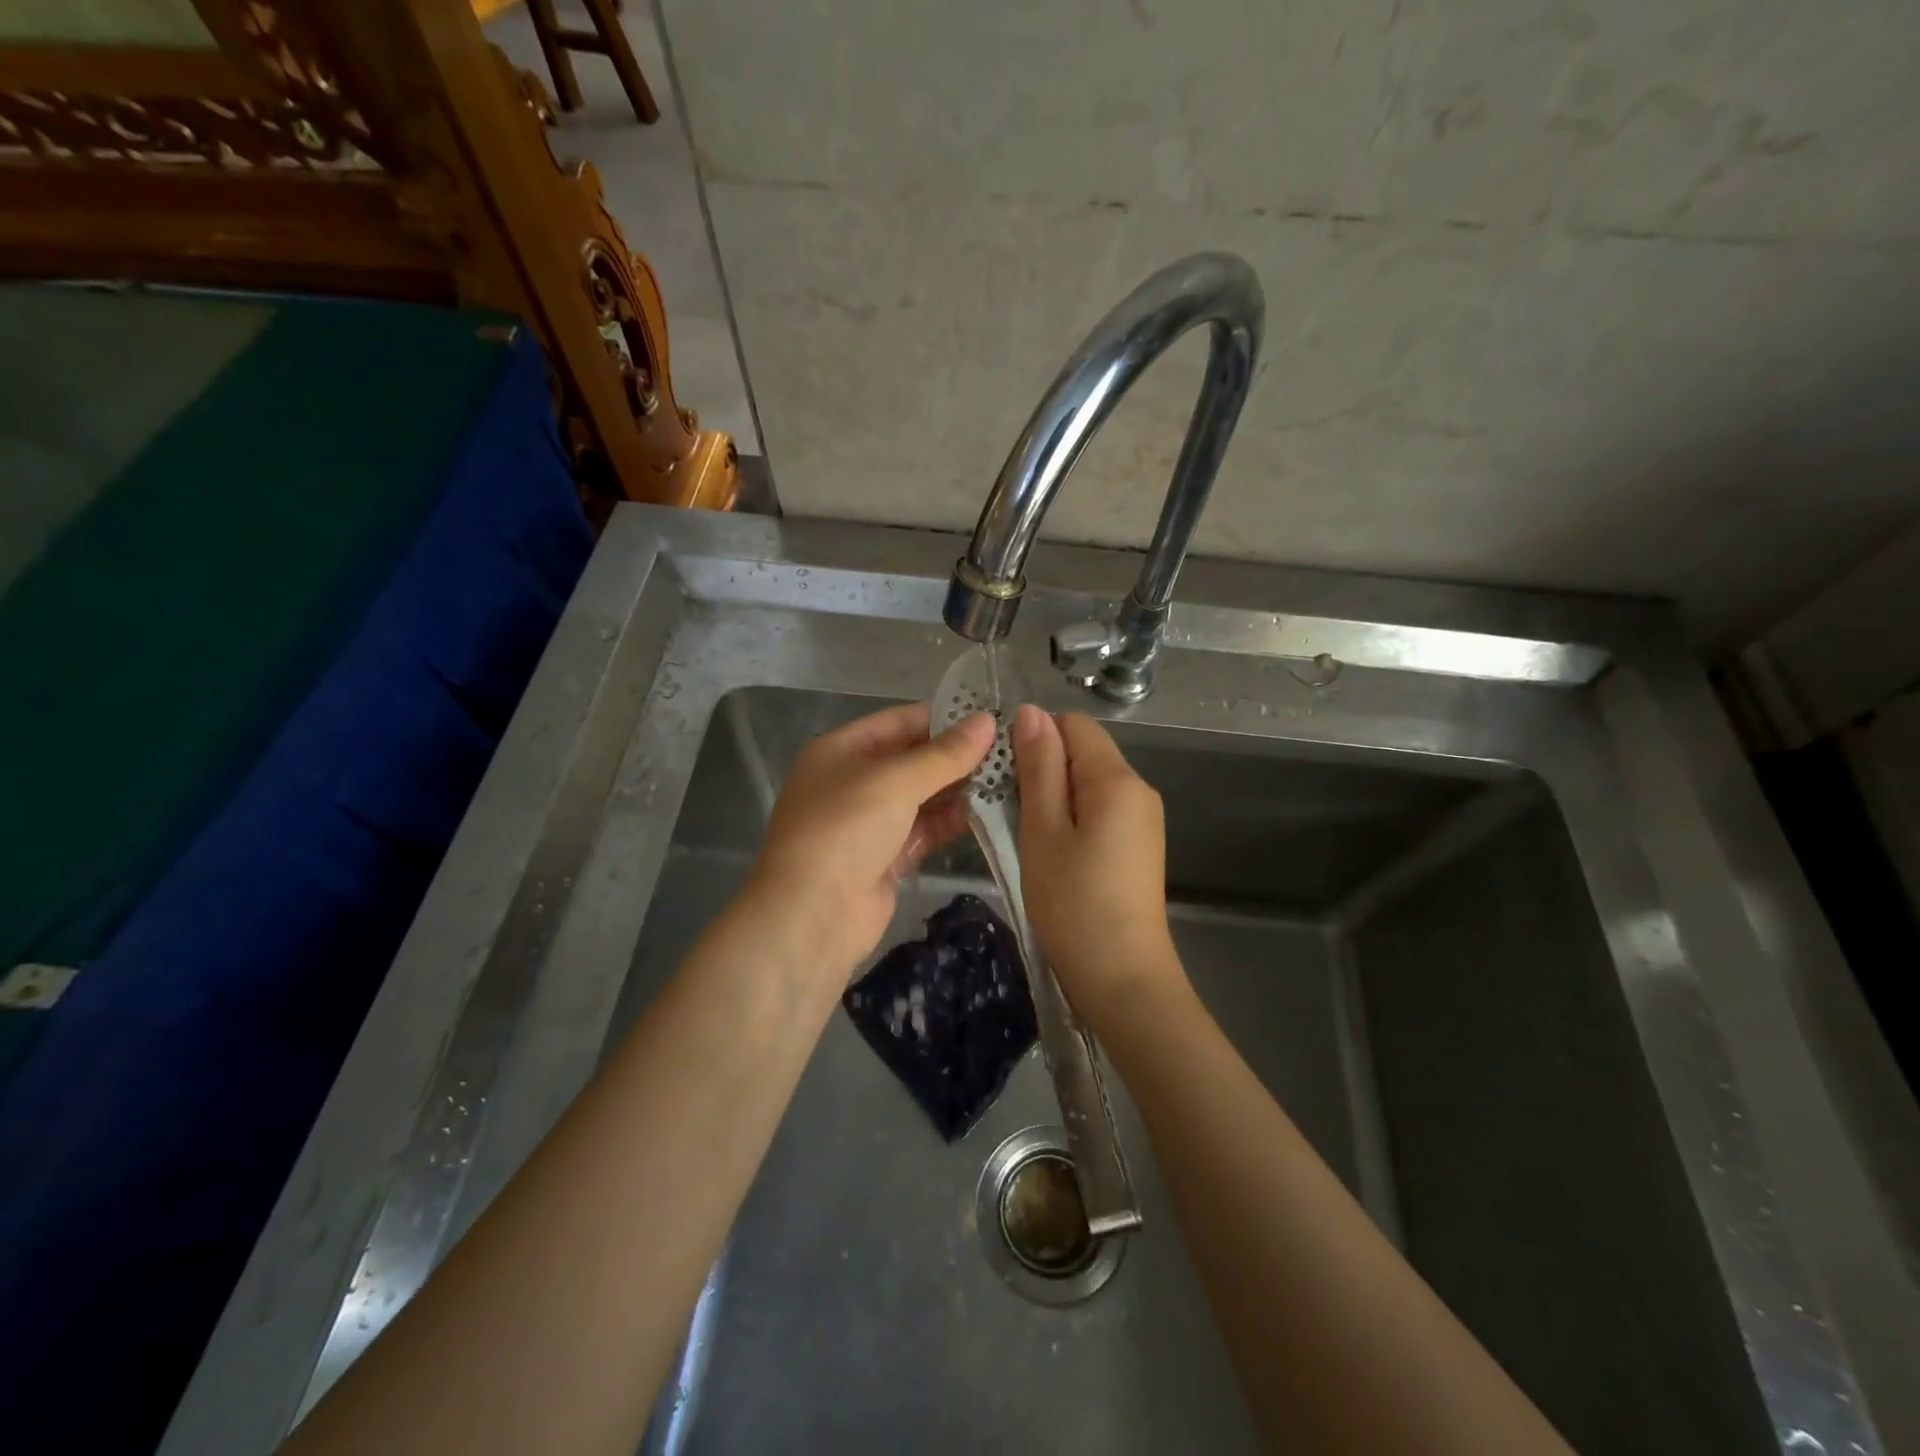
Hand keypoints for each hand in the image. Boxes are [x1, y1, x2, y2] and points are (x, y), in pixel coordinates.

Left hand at [749, 702, 994, 976]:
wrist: (811, 917)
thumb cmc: (844, 831)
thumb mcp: (894, 782)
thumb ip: (944, 754)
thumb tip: (987, 722)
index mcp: (841, 751)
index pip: (899, 721)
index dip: (944, 717)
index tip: (992, 716)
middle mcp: (853, 782)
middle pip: (912, 759)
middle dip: (957, 755)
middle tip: (1011, 748)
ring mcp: (869, 822)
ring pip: (922, 797)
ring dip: (960, 789)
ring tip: (1009, 776)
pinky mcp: (886, 858)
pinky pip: (924, 830)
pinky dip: (951, 821)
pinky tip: (989, 812)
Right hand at [1013, 706, 1185, 1024]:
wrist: (1122, 978)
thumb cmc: (1074, 903)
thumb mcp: (1044, 831)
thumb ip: (1039, 768)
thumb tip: (1030, 712)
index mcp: (1118, 779)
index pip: (1074, 725)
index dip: (1035, 736)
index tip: (1002, 771)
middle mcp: (1139, 790)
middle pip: (1084, 752)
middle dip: (1043, 767)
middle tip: (1006, 805)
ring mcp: (1143, 820)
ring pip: (1089, 783)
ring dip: (1053, 795)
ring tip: (1023, 829)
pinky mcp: (1138, 846)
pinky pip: (1100, 810)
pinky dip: (1071, 817)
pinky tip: (1051, 849)